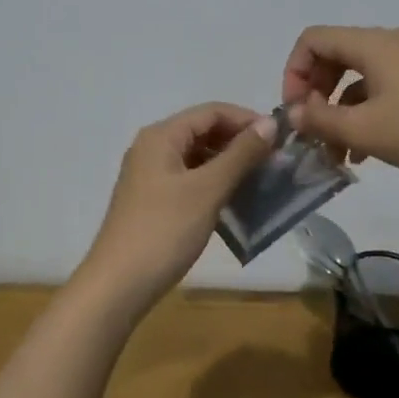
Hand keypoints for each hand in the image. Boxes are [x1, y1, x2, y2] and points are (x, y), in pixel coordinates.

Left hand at [77, 103, 277, 315]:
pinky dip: (214, 183)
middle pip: (203, 131)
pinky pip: (190, 179)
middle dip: (239, 142)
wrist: (118, 285)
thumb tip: (270, 123)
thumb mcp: (207, 189)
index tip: (280, 138)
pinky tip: (235, 200)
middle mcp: (152, 147)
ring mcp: (150, 175)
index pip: (211, 112)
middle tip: (274, 162)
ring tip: (260, 180)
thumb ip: (240, 154)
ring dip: (229, 164)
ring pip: (197, 156)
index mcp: (161, 136)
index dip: (247, 119)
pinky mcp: (153, 200)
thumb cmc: (164, 230)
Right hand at [281, 26, 398, 183]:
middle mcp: (392, 42)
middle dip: (315, 93)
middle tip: (313, 131)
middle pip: (335, 55)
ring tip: (338, 152)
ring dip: (340, 110)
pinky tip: (366, 151)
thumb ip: (320, 120)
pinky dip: (366, 112)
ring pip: (360, 76)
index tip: (296, 111)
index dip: (294, 72)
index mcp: (372, 43)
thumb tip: (293, 114)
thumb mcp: (364, 130)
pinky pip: (384, 87)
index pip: (313, 39)